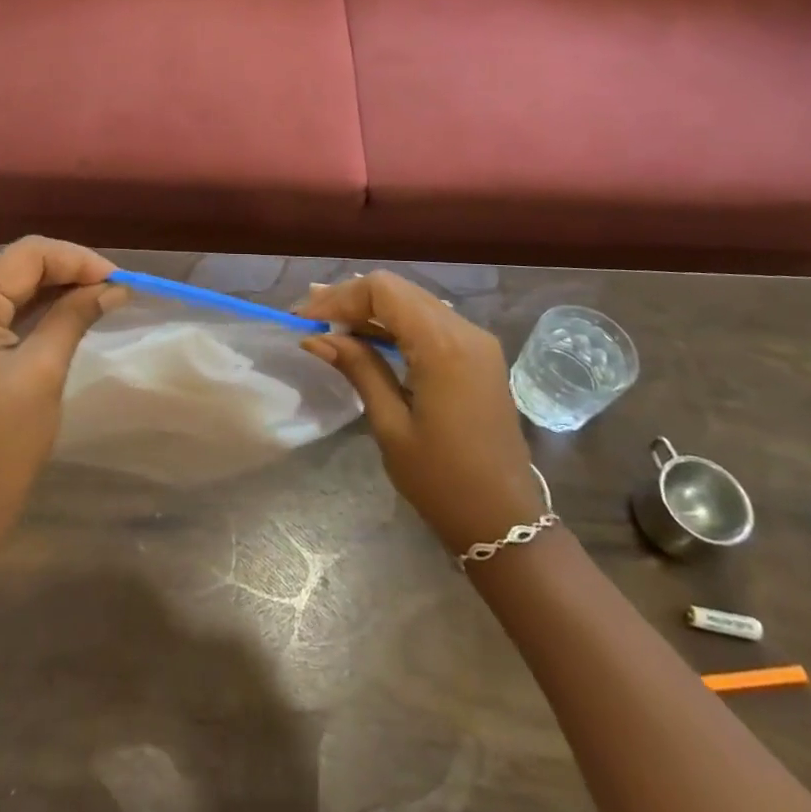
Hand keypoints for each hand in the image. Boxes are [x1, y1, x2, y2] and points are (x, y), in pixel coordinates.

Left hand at [0, 237, 121, 566]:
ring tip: (99, 295)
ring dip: (53, 286)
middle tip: (114, 287)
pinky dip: (33, 306)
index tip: (120, 278)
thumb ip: (75, 316)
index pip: (25, 256)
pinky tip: (68, 309)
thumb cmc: (1, 448)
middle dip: (67, 271)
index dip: (77, 260)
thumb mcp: (43, 373)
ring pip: (8, 283)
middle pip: (14, 264)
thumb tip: (113, 286)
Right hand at [298, 272, 541, 551]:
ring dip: (371, 309)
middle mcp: (465, 330)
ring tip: (329, 323)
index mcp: (443, 346)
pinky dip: (395, 323)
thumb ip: (358, 368)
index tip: (305, 317)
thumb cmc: (442, 481)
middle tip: (310, 317)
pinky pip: (430, 320)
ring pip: (414, 301)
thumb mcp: (390, 425)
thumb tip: (316, 337)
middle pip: (398, 289)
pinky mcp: (479, 355)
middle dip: (351, 299)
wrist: (506, 522)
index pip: (383, 291)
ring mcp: (477, 341)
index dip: (339, 297)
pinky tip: (367, 338)